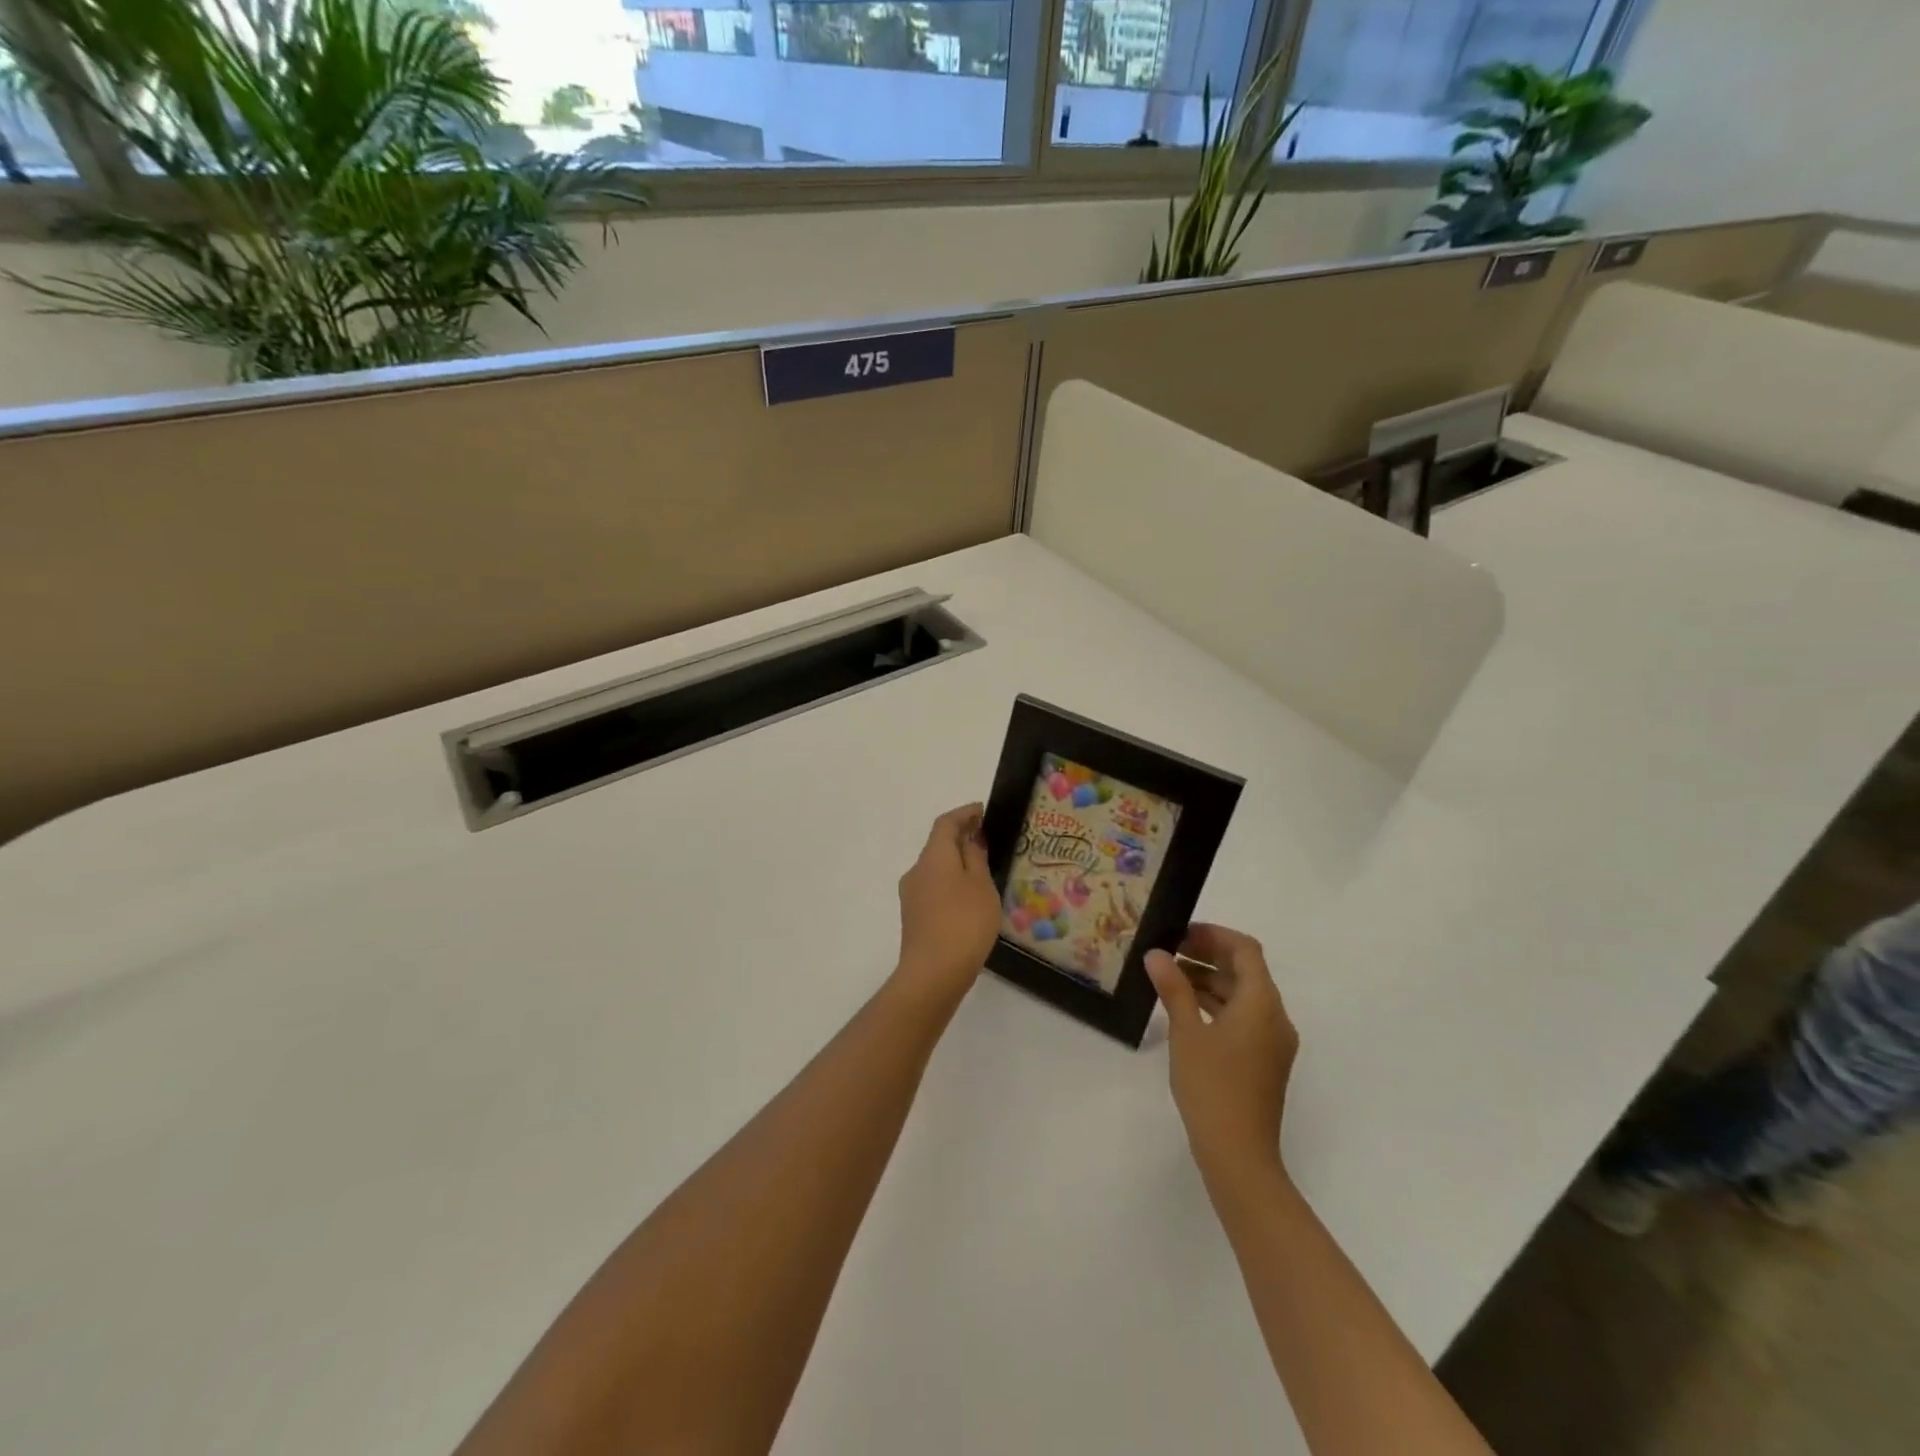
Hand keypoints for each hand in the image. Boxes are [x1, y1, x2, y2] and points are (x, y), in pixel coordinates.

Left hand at [894, 803, 1000, 1006]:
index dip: (965, 813)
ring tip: (982, 871)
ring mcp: (911, 895)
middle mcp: (917, 870)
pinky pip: (934, 888)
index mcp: (933, 856)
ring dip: (955, 863)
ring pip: (935, 868)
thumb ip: (976, 858)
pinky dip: (950, 883)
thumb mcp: (981, 885)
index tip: (983, 811)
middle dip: (961, 838)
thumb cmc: (964, 922)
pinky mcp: (913, 917)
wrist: (933, 973)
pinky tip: (968, 899)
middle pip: (938, 845)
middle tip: (986, 840)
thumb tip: (971, 840)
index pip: (946, 823)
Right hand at [1146, 924, 1298, 1181]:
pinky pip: (1243, 1018)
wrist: (1239, 1155)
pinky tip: (1185, 1010)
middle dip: (1209, 956)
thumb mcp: (1186, 1032)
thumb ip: (1173, 988)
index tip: (1180, 934)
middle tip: (1169, 952)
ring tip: (1169, 977)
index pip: (1245, 950)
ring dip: (1210, 981)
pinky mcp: (1264, 1061)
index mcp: (1262, 1003)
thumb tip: (1157, 954)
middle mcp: (1275, 1017)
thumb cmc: (1212, 1086)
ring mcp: (1272, 1041)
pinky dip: (1217, 1005)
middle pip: (1246, 971)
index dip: (1214, 935)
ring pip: (1243, 995)